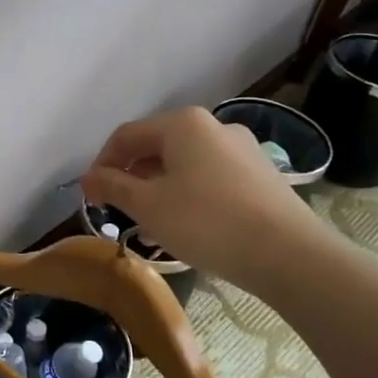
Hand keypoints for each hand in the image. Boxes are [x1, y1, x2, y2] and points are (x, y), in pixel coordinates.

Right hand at [81, 106, 331, 291]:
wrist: (288, 254)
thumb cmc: (205, 221)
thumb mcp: (147, 205)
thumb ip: (113, 186)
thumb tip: (89, 178)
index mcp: (182, 123)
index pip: (126, 136)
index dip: (102, 164)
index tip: (92, 197)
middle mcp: (214, 126)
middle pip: (157, 147)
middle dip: (132, 178)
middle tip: (119, 211)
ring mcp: (243, 149)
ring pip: (185, 164)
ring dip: (159, 189)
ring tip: (150, 224)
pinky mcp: (262, 175)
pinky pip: (211, 178)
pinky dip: (189, 195)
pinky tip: (187, 226)